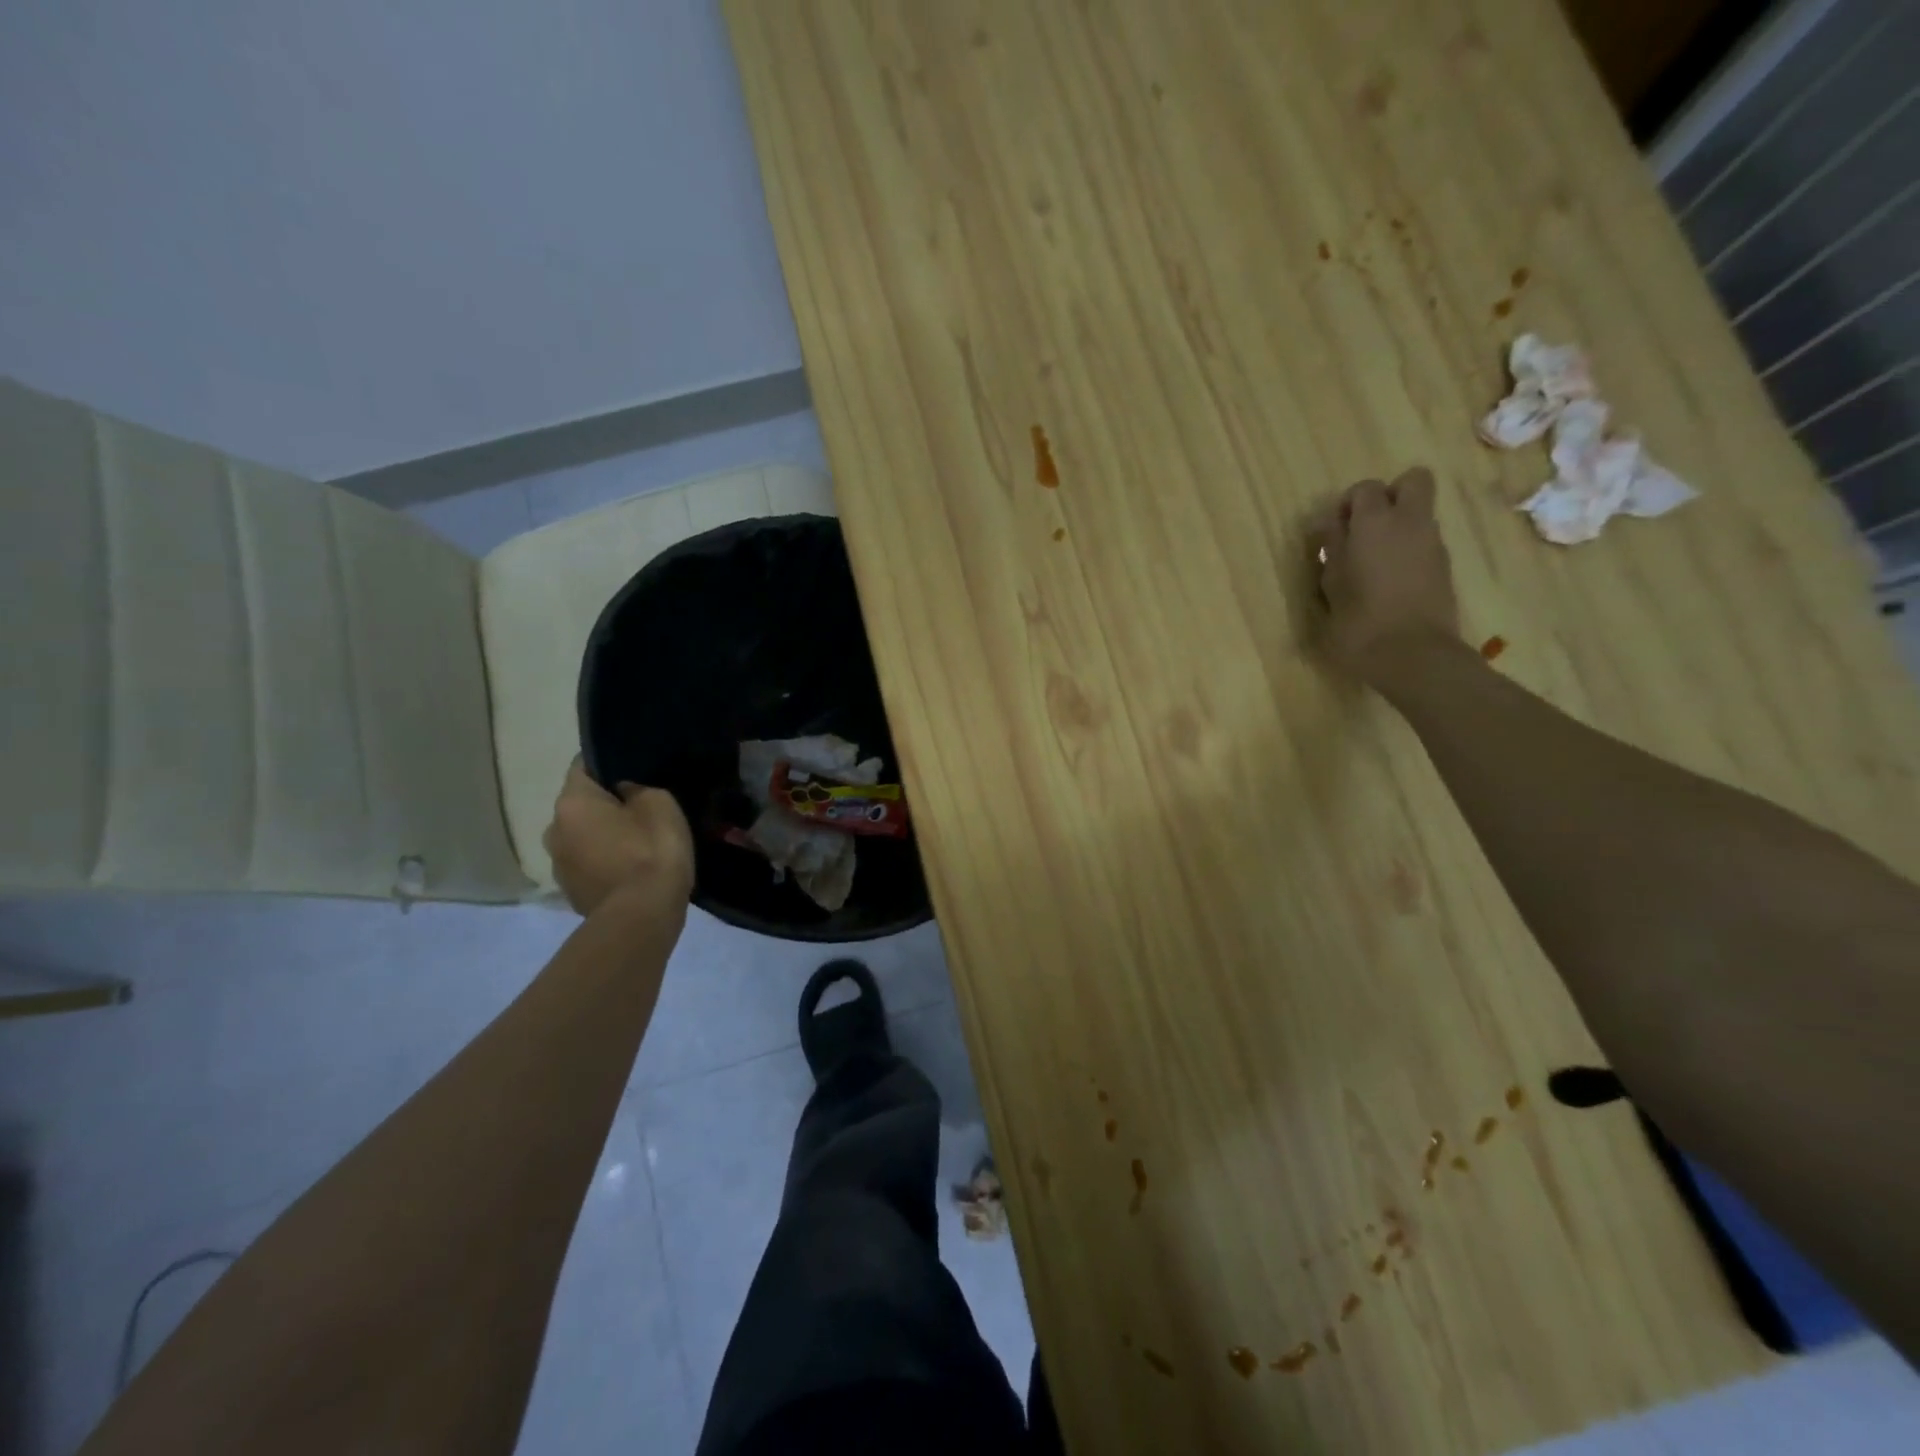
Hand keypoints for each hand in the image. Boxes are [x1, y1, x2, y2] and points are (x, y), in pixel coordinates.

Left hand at [543, 759, 694, 917]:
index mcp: (572, 802)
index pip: (584, 766)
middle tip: (640, 809)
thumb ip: (637, 789)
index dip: (609, 763)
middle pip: (581, 805)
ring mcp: (559, 865)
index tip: (633, 770)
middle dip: (605, 805)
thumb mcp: (660, 803)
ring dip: (603, 837)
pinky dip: (605, 862)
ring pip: (582, 837)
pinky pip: (589, 865)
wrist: (642, 917)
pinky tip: (632, 868)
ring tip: (637, 843)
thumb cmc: (651, 851)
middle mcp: (553, 829)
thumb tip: (624, 792)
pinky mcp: (571, 893)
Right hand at [1310, 466, 1460, 685]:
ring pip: (1420, 513)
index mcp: (1376, 523)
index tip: (1333, 532)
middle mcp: (1410, 522)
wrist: (1413, 655)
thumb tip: (1331, 526)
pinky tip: (1390, 581)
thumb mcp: (1332, 584)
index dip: (1347, 505)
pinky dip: (1409, 549)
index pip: (1365, 488)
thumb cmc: (1360, 621)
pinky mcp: (1444, 566)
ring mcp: (1433, 543)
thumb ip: (1332, 548)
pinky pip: (1425, 541)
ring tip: (1373, 562)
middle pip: (1412, 481)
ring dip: (1398, 525)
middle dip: (1389, 496)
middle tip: (1365, 529)